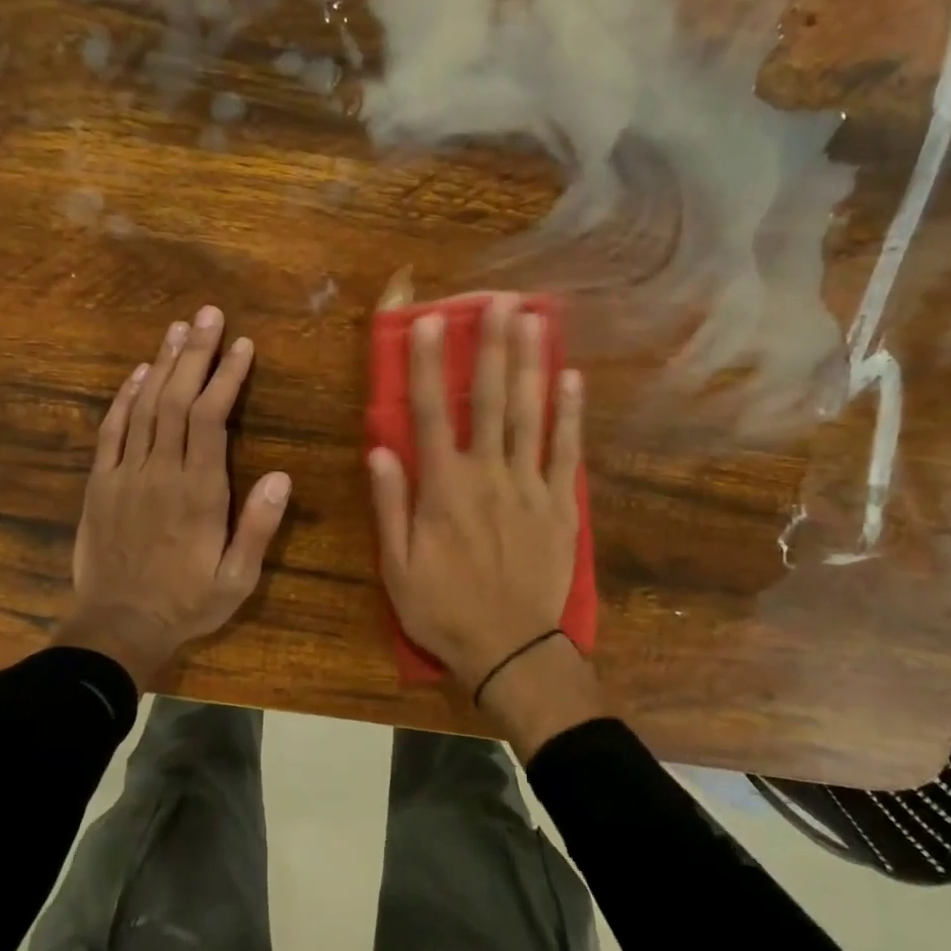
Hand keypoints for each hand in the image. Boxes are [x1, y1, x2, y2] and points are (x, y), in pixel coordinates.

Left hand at [55, 307, 290, 689]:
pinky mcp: (101, 483)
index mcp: (199, 492)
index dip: (226, 377)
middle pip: (177, 399)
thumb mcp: (237, 579)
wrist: (117, 627)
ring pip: (145, 406)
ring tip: (178, 329)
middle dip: (195, 353)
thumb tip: (281, 476)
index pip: (212, 419)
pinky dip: (125, 398)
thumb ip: (258, 528)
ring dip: (163, 364)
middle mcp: (161, 471)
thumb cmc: (186, 604)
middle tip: (208, 315)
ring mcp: (126, 474)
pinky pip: (111, 430)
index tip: (241, 345)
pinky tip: (138, 374)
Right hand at [368, 296, 587, 696]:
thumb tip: (380, 448)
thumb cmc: (443, 608)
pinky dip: (570, 414)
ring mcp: (530, 487)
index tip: (430, 322)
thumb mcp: (397, 566)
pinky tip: (571, 378)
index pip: (430, 413)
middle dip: (492, 347)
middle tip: (500, 300)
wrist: (509, 649)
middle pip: (490, 401)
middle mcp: (488, 475)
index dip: (428, 365)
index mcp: (444, 488)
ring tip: (535, 320)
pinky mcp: (560, 505)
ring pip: (531, 415)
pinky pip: (567, 452)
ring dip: (531, 364)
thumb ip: (390, 505)